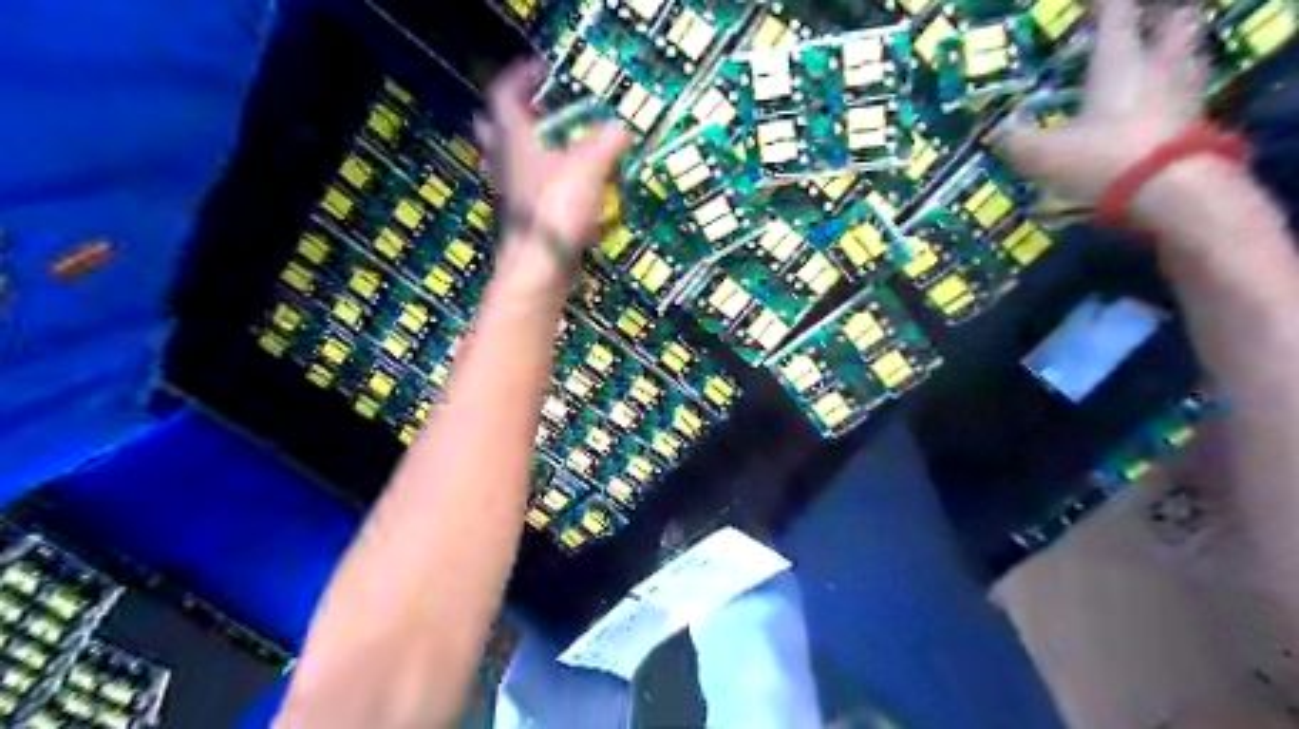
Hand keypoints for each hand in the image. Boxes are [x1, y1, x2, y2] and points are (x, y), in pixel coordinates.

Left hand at [478, 59, 636, 261]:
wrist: (539, 267)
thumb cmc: (556, 209)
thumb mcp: (590, 166)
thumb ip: (608, 142)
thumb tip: (622, 130)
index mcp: (514, 138)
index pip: (504, 93)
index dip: (520, 76)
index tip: (542, 68)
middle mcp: (505, 161)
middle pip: (498, 127)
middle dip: (520, 114)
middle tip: (547, 112)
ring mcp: (511, 192)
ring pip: (513, 160)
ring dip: (533, 149)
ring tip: (564, 149)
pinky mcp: (523, 217)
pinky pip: (529, 190)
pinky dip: (546, 183)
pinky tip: (572, 191)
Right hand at [997, 0, 1214, 211]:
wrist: (1172, 192)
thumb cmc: (1102, 158)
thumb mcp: (1041, 154)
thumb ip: (1016, 140)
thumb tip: (997, 131)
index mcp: (1119, 61)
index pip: (1115, 13)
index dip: (1102, 4)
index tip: (1089, 4)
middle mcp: (1159, 65)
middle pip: (1176, 19)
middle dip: (1160, 14)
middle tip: (1141, 20)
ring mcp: (1185, 92)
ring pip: (1189, 52)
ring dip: (1173, 49)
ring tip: (1153, 58)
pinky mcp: (1198, 123)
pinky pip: (1188, 92)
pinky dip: (1173, 90)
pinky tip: (1156, 103)